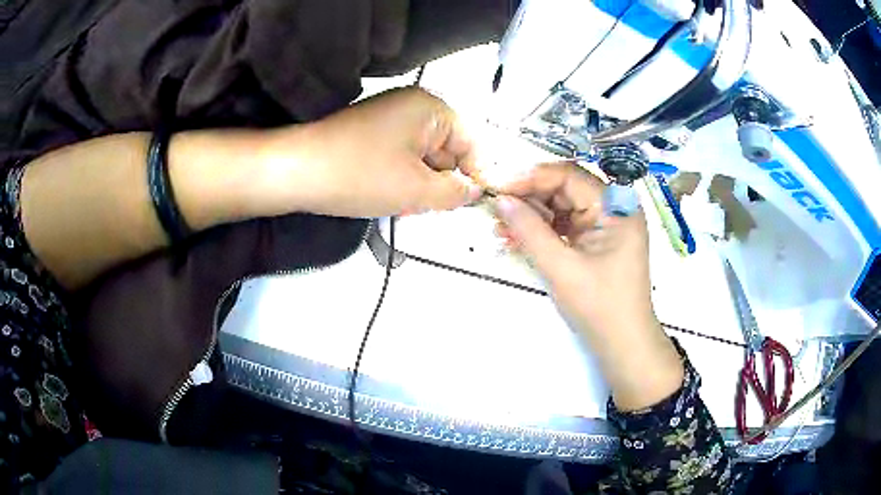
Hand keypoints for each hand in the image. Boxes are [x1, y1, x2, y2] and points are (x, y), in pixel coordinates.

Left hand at [259, 87, 481, 217]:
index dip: (476, 175)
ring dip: (420, 184)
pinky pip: (400, 157)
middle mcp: (413, 106)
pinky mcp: (371, 133)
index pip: (472, 142)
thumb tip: (473, 190)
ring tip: (403, 204)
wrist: (294, 171)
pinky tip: (387, 195)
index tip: (471, 205)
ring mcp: (389, 118)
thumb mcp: (417, 190)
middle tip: (429, 207)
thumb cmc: (360, 176)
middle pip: (447, 149)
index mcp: (431, 108)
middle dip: (442, 181)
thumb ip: (455, 193)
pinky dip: (401, 178)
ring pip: (423, 157)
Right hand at [494, 162, 682, 410]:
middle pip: (564, 189)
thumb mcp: (561, 267)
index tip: (499, 187)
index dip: (532, 178)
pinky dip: (541, 231)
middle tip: (496, 210)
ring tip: (500, 228)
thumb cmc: (600, 306)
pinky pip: (563, 226)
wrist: (622, 345)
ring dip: (531, 216)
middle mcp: (612, 208)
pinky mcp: (594, 242)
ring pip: (560, 207)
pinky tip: (515, 238)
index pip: (569, 176)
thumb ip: (530, 230)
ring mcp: (604, 225)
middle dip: (529, 199)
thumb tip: (501, 199)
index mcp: (616, 206)